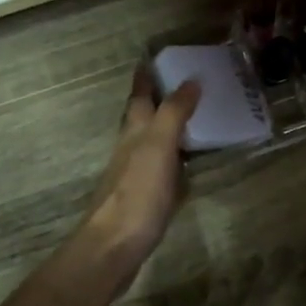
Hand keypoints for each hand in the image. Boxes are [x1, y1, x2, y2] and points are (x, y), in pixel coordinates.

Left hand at [78, 68, 201, 273]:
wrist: (114, 247)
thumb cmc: (137, 192)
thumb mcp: (158, 146)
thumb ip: (174, 113)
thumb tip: (190, 79)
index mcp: (134, 132)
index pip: (139, 96)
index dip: (145, 77)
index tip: (151, 58)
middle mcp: (131, 149)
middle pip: (142, 118)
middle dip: (157, 100)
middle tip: (181, 84)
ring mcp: (136, 176)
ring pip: (152, 143)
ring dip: (167, 129)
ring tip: (192, 119)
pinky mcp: (145, 200)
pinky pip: (163, 170)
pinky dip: (175, 160)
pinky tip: (187, 167)